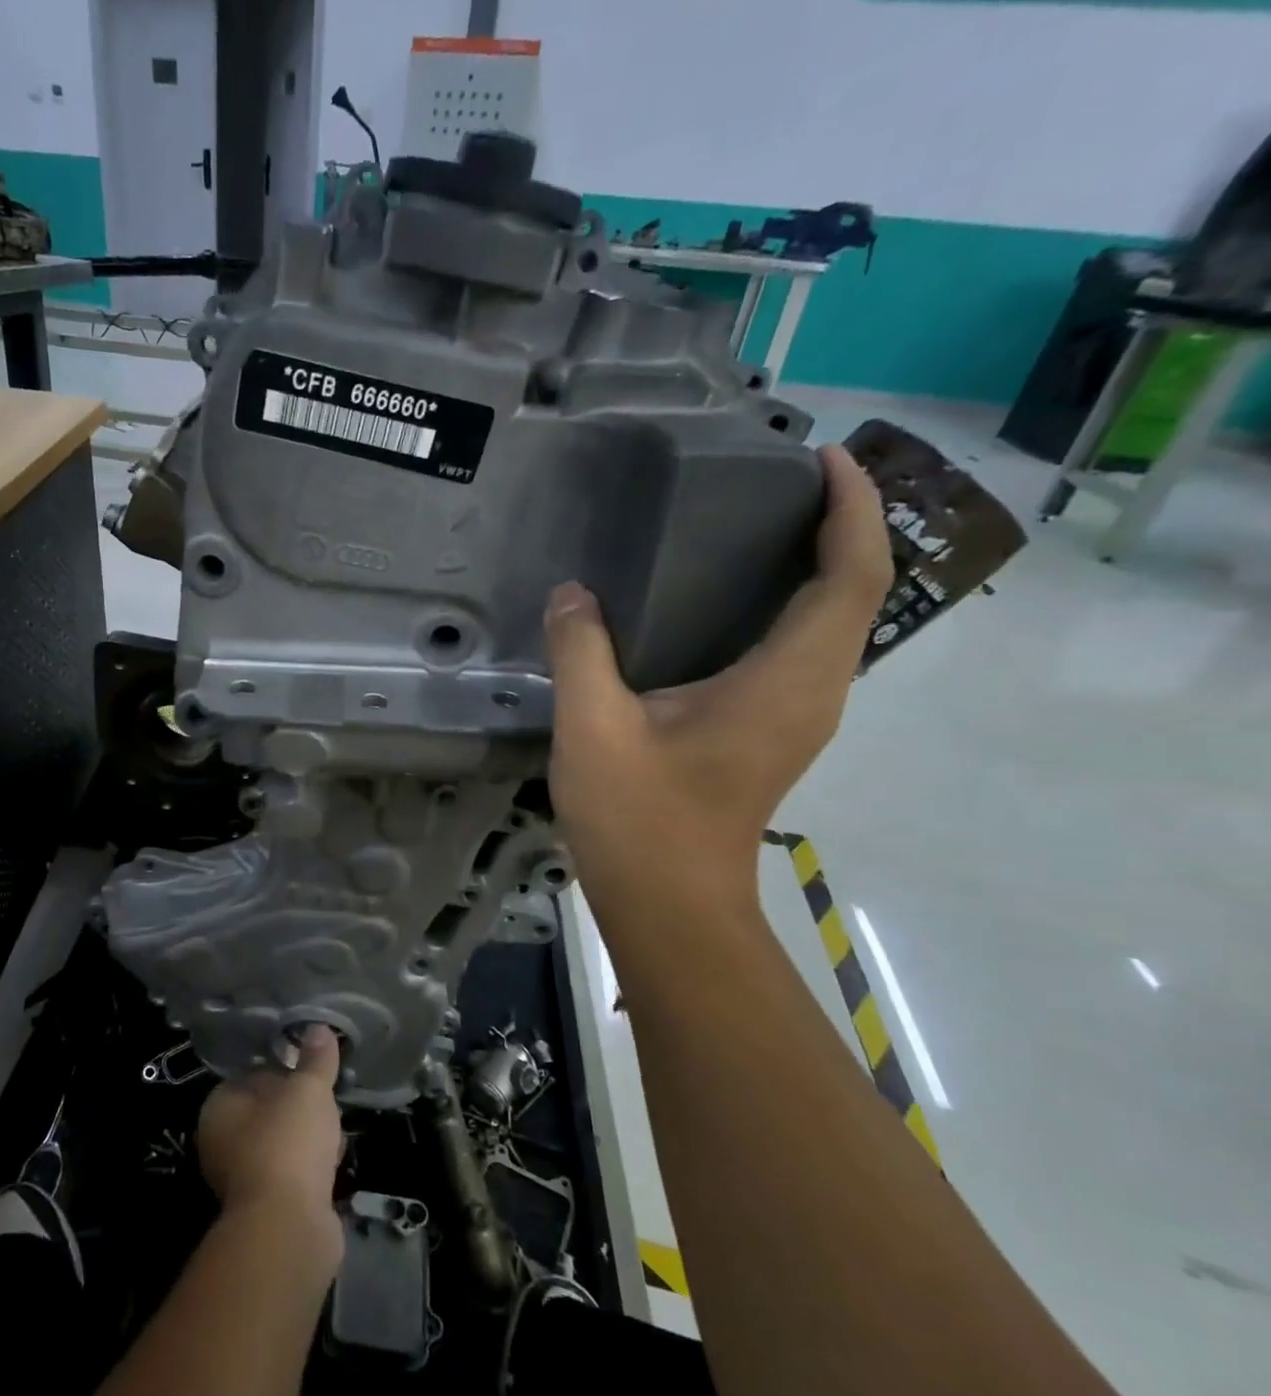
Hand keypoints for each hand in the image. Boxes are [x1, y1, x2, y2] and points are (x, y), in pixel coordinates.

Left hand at [195, 1025, 344, 1260]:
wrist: (289, 1228)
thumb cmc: (288, 1143)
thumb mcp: (307, 1089)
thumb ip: (315, 1059)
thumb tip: (319, 1027)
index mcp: (219, 1108)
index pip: (250, 1075)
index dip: (282, 1070)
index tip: (311, 1071)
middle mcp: (221, 1142)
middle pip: (268, 1110)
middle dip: (300, 1107)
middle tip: (326, 1101)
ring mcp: (243, 1178)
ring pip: (283, 1143)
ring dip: (309, 1139)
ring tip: (335, 1132)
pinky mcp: (267, 1208)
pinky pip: (293, 1174)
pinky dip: (312, 1168)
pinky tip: (334, 1164)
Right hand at [543, 444, 891, 901]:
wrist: (669, 905)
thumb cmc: (640, 820)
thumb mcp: (594, 728)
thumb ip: (583, 651)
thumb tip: (573, 594)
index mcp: (786, 681)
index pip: (851, 575)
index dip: (852, 509)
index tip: (823, 458)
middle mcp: (812, 692)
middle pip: (855, 591)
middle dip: (839, 525)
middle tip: (780, 480)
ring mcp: (798, 716)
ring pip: (833, 622)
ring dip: (817, 565)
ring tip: (758, 524)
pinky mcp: (773, 733)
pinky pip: (802, 649)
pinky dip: (787, 606)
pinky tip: (727, 601)